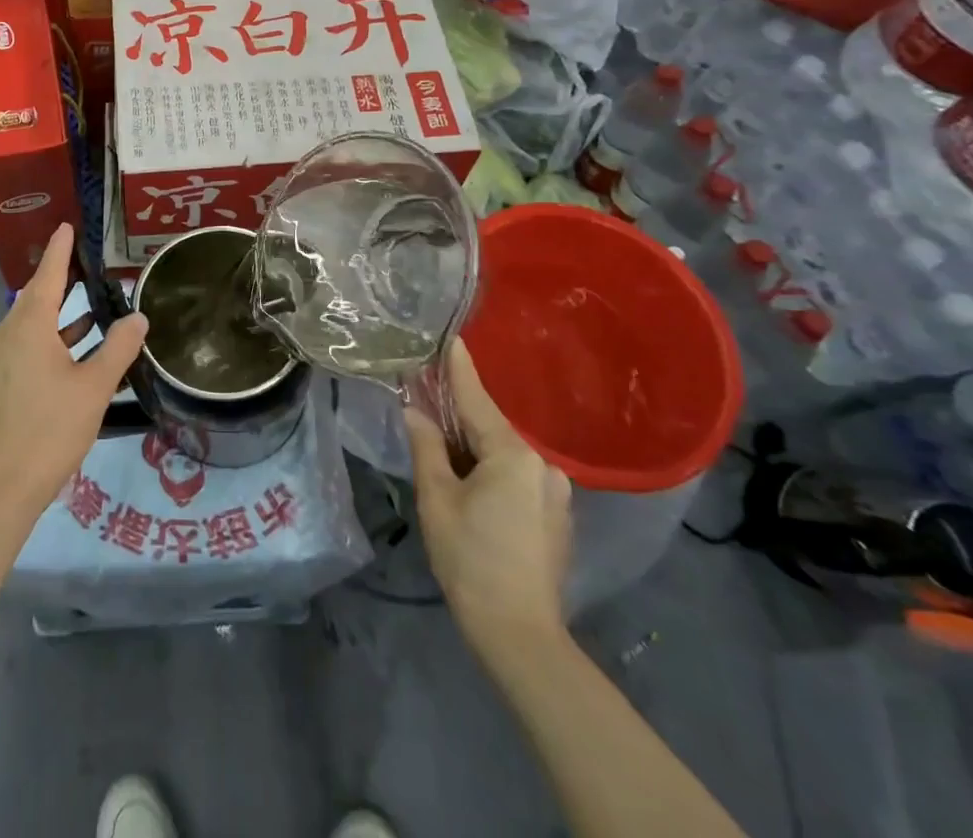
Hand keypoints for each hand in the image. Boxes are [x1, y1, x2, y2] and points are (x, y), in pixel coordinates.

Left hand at [0, 223, 146, 526]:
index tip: (67, 227)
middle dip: (61, 279)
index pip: (48, 276)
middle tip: (87, 261)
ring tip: (90, 304)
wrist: (0, 487)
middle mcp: (6, 334)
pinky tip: (73, 349)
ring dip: (59, 313)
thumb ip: (119, 348)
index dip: (61, 251)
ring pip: (31, 324)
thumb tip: (138, 317)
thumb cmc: (50, 430)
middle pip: (36, 296)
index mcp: (28, 327)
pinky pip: (24, 345)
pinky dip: (50, 338)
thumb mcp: (94, 387)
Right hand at [405, 338, 572, 661]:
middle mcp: (542, 464)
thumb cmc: (470, 559)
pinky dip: (492, 470)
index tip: (451, 337)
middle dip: (459, 417)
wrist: (520, 635)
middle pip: (490, 427)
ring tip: (443, 452)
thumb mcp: (436, 498)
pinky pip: (517, 476)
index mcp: (512, 454)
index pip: (476, 399)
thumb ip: (426, 446)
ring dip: (475, 448)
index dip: (459, 368)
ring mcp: (555, 491)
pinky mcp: (557, 515)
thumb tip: (415, 411)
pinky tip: (472, 487)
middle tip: (426, 405)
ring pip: (504, 454)